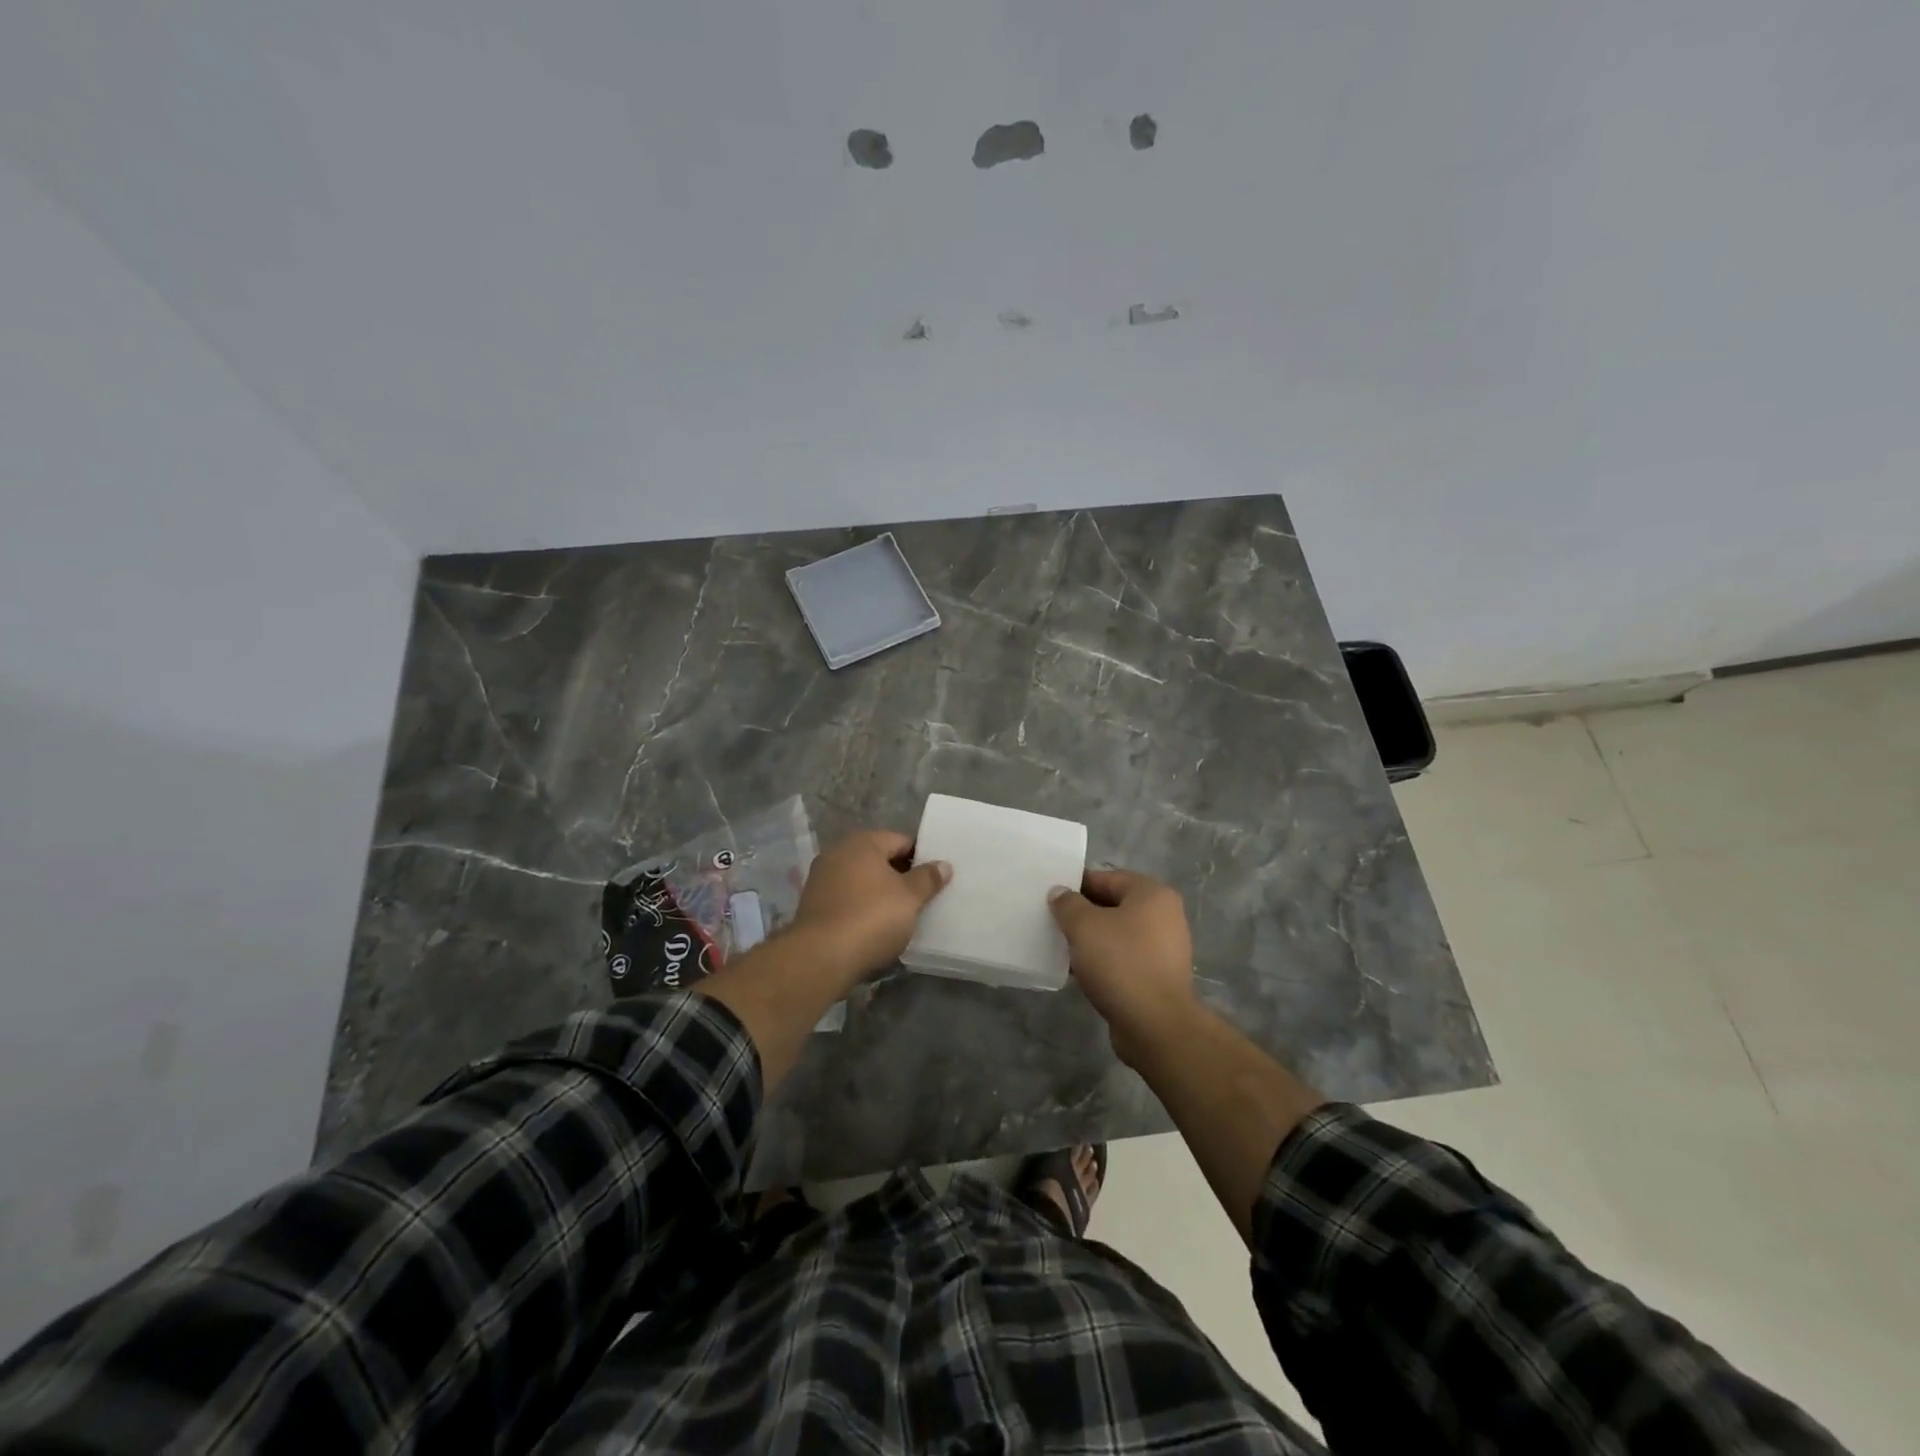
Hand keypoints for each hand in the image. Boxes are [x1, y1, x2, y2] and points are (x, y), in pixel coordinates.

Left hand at [789, 829, 950, 979]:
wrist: (821, 956)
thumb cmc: (872, 917)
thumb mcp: (910, 898)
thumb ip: (927, 878)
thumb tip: (943, 865)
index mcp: (863, 842)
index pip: (901, 840)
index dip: (921, 857)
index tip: (935, 878)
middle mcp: (838, 852)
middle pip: (878, 859)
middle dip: (899, 875)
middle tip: (922, 896)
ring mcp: (821, 878)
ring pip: (861, 880)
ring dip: (879, 893)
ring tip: (900, 914)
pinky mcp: (812, 905)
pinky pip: (846, 899)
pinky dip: (861, 907)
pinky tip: (873, 927)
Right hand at [1048, 869, 1198, 1066]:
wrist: (1155, 1025)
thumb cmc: (1121, 963)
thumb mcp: (1084, 926)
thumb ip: (1068, 904)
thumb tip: (1060, 892)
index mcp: (1152, 894)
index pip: (1106, 878)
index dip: (1076, 885)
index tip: (1050, 897)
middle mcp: (1164, 916)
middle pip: (1113, 905)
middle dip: (1082, 914)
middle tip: (1052, 922)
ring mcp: (1164, 948)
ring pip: (1117, 934)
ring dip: (1091, 940)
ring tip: (1061, 947)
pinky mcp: (1158, 977)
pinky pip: (1124, 959)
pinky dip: (1103, 962)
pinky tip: (1079, 972)